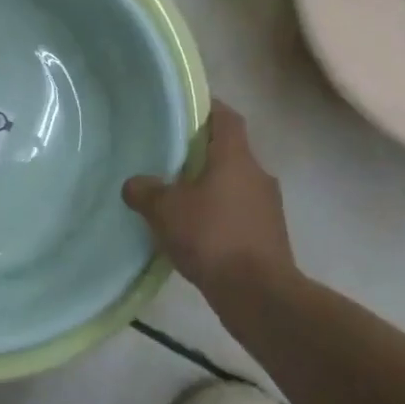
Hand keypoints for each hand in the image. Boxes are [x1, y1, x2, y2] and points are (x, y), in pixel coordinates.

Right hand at [123, 100, 299, 293]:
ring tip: (178, 199)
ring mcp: (268, 207)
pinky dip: (219, 215)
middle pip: (229, 151)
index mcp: (236, 157)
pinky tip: (195, 232)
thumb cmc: (212, 237)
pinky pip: (239, 213)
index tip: (184, 110)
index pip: (226, 117)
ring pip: (234, 184)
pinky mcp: (269, 236)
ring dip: (210, 187)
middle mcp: (258, 175)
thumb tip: (134, 184)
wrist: (259, 295)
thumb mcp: (164, 210)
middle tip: (169, 158)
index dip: (207, 108)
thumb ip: (145, 191)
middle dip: (201, 153)